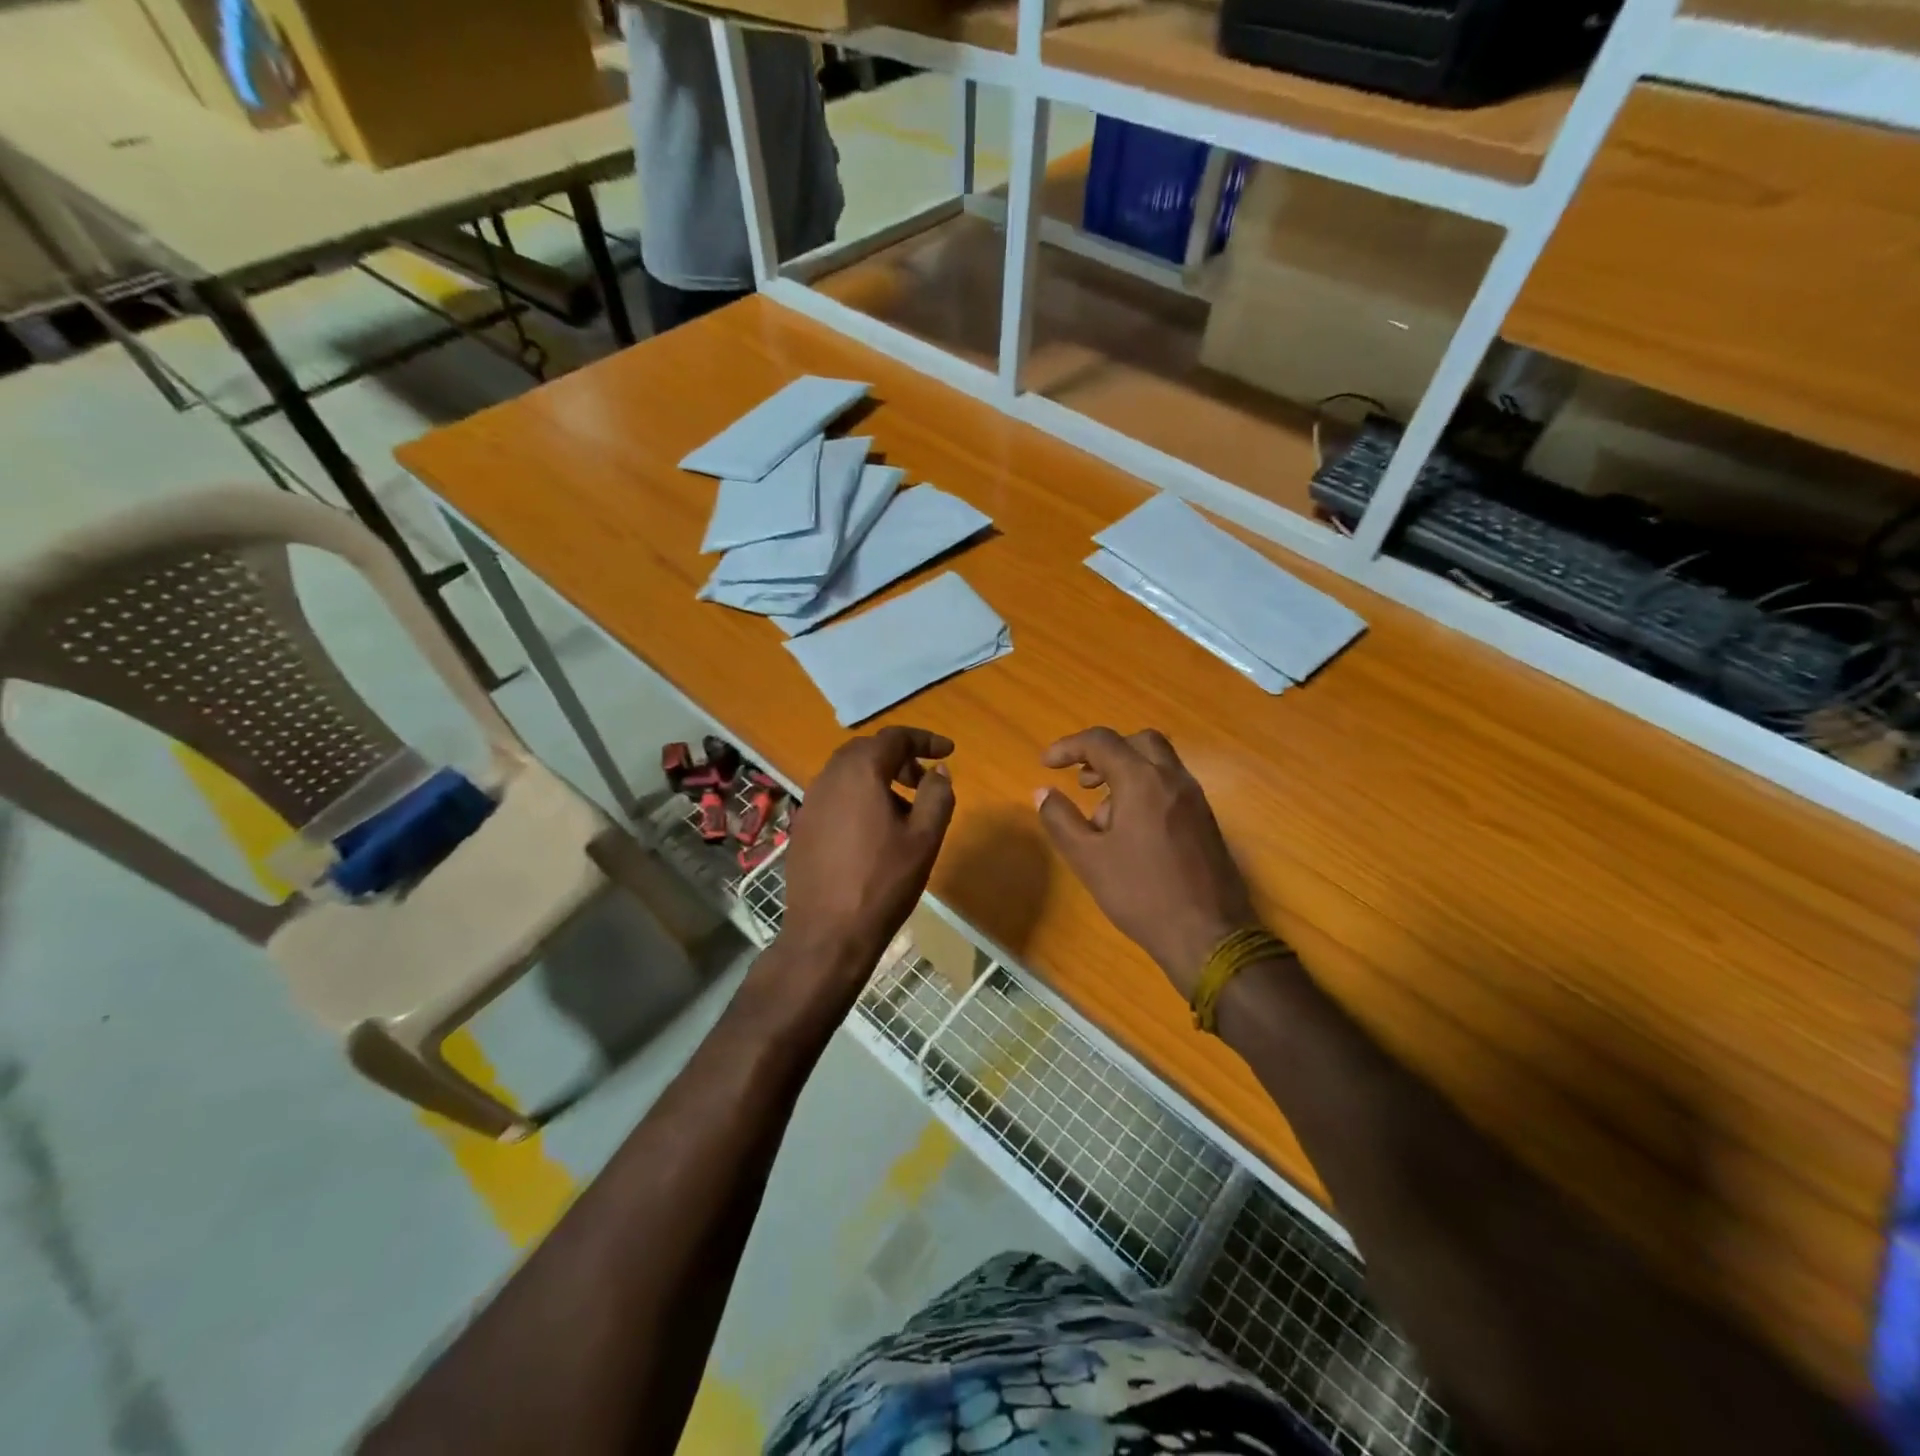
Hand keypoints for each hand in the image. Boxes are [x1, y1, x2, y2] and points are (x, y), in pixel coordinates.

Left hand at [781, 727, 956, 973]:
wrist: (828, 932)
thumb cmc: (884, 881)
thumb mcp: (924, 837)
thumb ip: (937, 795)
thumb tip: (938, 771)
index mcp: (860, 772)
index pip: (895, 738)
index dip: (925, 739)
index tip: (948, 752)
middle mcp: (829, 777)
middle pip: (867, 750)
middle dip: (899, 758)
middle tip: (925, 780)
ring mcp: (810, 802)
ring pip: (848, 773)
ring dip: (878, 778)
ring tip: (904, 809)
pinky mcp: (803, 827)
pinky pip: (835, 796)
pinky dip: (859, 798)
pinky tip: (875, 831)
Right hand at [1036, 728, 1256, 998]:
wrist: (1208, 935)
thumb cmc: (1141, 893)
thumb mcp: (1088, 858)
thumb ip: (1061, 819)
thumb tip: (1043, 792)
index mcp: (1142, 781)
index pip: (1102, 742)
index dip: (1069, 747)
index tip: (1046, 764)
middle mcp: (1173, 779)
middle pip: (1138, 742)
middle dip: (1105, 752)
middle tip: (1082, 780)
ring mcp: (1195, 799)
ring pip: (1158, 764)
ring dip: (1126, 773)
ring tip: (1101, 817)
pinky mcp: (1206, 820)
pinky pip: (1171, 787)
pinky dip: (1146, 791)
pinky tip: (1131, 833)